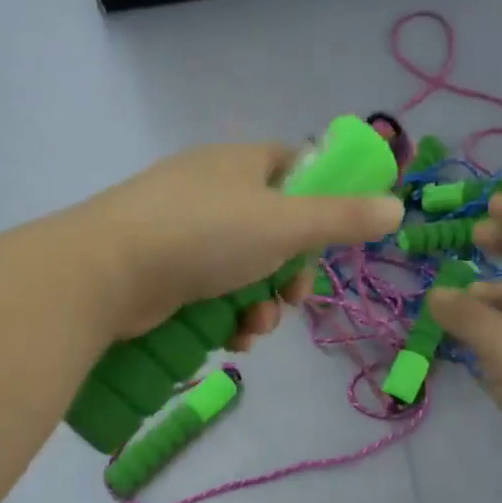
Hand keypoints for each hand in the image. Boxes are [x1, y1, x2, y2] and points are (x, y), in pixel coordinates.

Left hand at [72, 142, 404, 348]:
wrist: (105, 273)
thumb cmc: (204, 236)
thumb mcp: (285, 225)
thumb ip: (343, 219)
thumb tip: (396, 207)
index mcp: (241, 163)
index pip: (294, 168)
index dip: (321, 203)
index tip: (331, 241)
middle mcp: (212, 190)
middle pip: (273, 230)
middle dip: (290, 274)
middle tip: (293, 299)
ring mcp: (183, 231)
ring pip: (244, 270)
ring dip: (261, 305)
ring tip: (254, 329)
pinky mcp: (162, 270)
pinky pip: (212, 292)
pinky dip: (227, 316)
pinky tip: (230, 339)